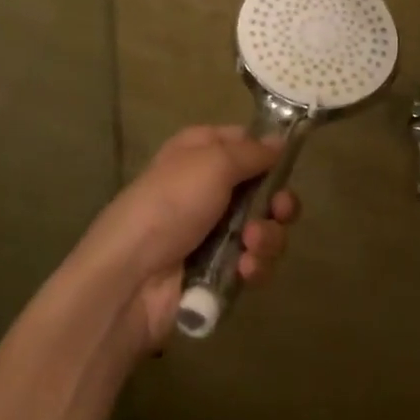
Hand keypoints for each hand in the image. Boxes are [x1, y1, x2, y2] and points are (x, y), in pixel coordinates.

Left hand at [83, 126, 301, 350]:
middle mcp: (209, 188)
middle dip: (278, 203)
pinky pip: (253, 263)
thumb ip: (251, 152)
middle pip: (264, 190)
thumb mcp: (213, 163)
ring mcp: (214, 232)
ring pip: (264, 229)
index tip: (288, 163)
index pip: (245, 143)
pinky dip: (255, 266)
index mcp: (201, 153)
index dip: (268, 152)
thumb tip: (279, 141)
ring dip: (267, 238)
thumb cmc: (170, 204)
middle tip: (279, 210)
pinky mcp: (219, 271)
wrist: (131, 278)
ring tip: (250, 247)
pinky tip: (244, 271)